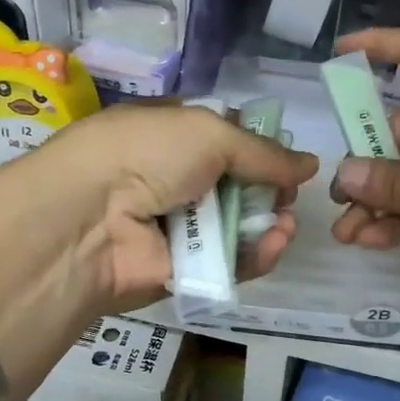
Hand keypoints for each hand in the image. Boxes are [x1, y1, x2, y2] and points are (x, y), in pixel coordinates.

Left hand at [0, 102, 317, 313]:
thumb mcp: (208, 133)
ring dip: (270, 223)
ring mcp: (180, 225)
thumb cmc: (146, 155)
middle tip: (289, 196)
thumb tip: (310, 164)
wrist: (89, 219)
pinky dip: (257, 254)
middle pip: (239, 184)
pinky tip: (276, 243)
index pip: (226, 138)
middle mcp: (175, 177)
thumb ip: (264, 152)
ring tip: (286, 223)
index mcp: (173, 133)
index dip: (260, 147)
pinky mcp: (186, 268)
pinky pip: (232, 262)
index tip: (287, 158)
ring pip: (240, 225)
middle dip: (271, 189)